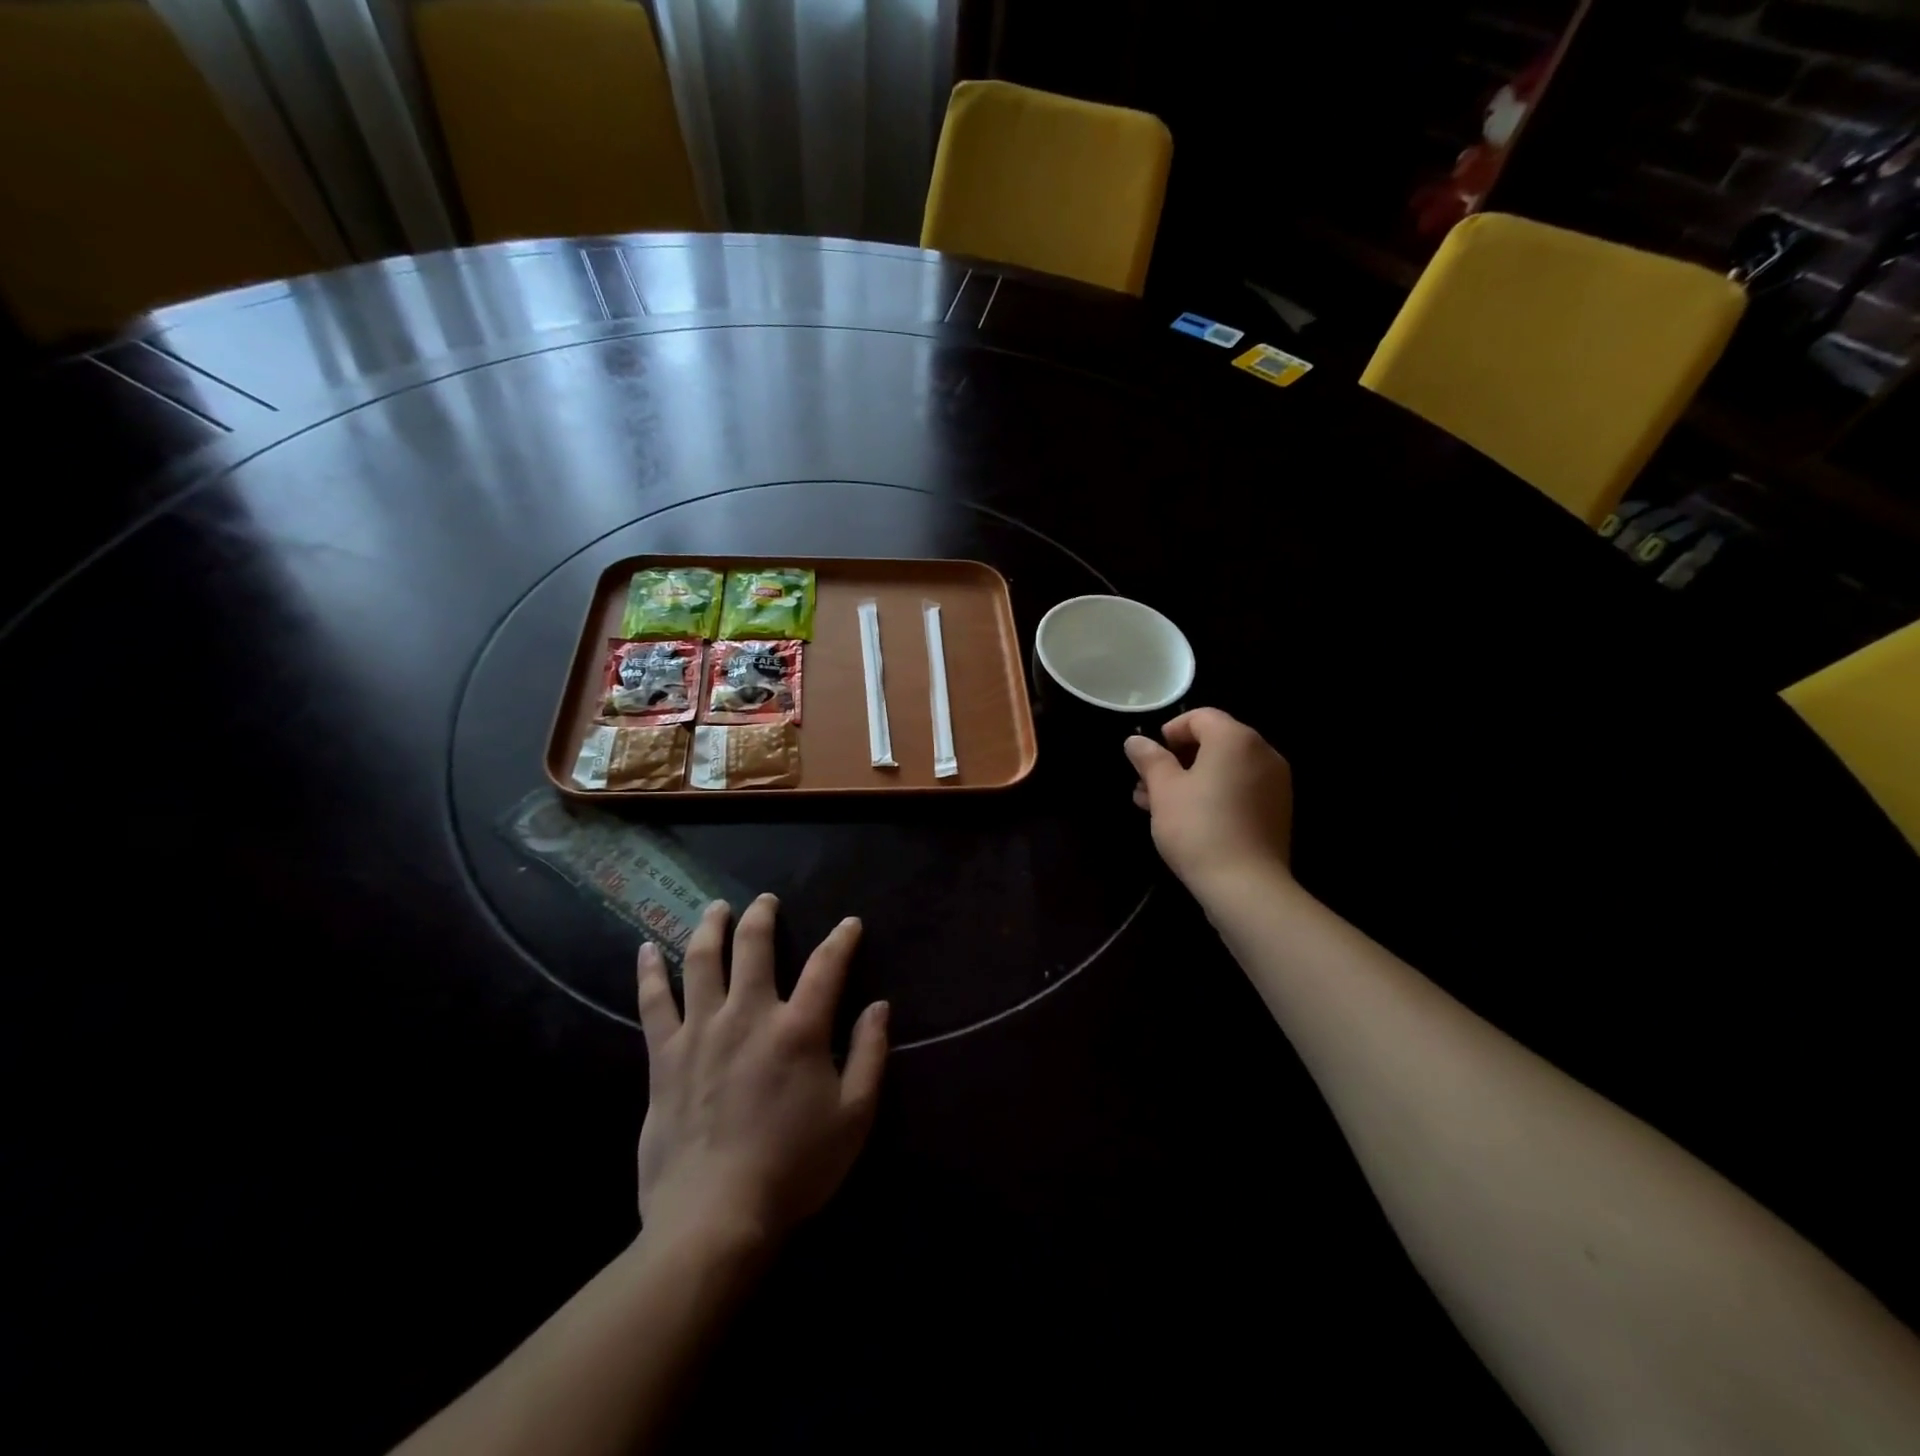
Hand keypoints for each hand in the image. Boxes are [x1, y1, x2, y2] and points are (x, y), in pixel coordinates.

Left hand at [635, 895, 887, 1255]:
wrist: (714, 1218)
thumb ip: (870, 1056)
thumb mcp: (854, 1117)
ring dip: (709, 927)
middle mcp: (748, 1015)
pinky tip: (645, 949)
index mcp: (798, 1029)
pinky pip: (653, 1003)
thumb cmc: (793, 1169)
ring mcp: (701, 1032)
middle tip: (766, 900)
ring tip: (715, 908)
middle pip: (753, 947)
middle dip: (763, 917)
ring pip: (701, 961)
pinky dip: (649, 972)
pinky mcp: (664, 1057)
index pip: (826, 966)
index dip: (841, 940)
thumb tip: (880, 1007)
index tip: (849, 924)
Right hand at [1125, 708, 1294, 896]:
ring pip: (1224, 769)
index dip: (1169, 732)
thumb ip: (1149, 759)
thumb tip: (1136, 741)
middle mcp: (1262, 753)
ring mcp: (1275, 783)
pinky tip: (1186, 819)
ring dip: (1190, 780)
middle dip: (1176, 760)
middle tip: (1145, 786)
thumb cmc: (1198, 828)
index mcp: (1236, 739)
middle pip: (1213, 742)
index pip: (1200, 717)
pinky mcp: (1277, 811)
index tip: (1148, 758)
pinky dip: (1214, 795)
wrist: (1246, 886)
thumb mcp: (1163, 790)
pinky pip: (1240, 789)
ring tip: (1156, 807)